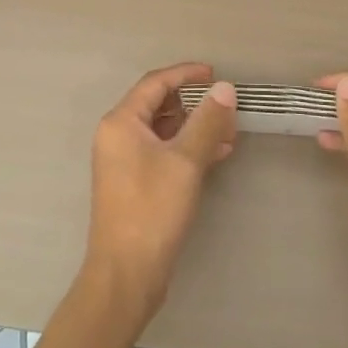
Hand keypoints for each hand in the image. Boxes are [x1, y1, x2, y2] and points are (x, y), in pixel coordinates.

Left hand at [85, 64, 237, 324]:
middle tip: (226, 107)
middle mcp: (117, 135)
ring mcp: (123, 161)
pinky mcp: (134, 183)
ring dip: (194, 127)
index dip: (186, 74)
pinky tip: (216, 154)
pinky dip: (187, 148)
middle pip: (158, 104)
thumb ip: (206, 121)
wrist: (126, 274)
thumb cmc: (152, 210)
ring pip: (163, 130)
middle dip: (194, 103)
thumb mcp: (185, 161)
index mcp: (121, 122)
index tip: (216, 74)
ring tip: (229, 132)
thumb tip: (225, 88)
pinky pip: (162, 152)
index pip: (155, 83)